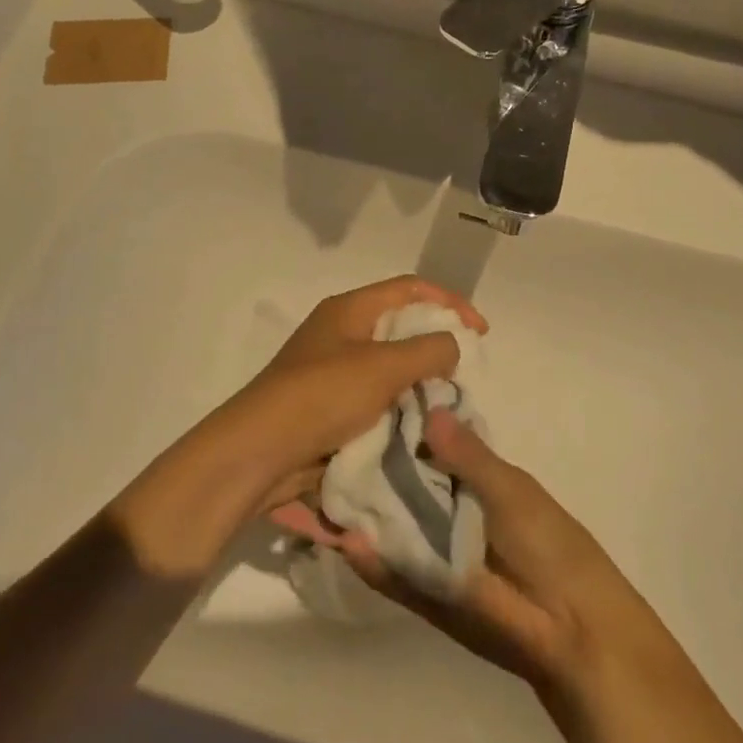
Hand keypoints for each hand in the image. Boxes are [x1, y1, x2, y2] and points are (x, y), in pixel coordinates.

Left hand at [110, 277, 484, 576]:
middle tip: (465, 372)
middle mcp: (340, 334)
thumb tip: (452, 345)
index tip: (481, 332)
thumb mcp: (383, 367)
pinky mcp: (330, 409)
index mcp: (349, 310)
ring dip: (420, 382)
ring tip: (448, 402)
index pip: (410, 288)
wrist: (260, 453)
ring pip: (390, 368)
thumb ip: (428, 350)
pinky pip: (376, 400)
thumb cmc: (321, 396)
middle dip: (437, 345)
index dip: (450, 302)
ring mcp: (333, 373)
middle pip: (401, 326)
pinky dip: (400, 408)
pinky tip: (420, 426)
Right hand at [342, 411, 674, 695]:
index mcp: (474, 481)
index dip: (397, 431)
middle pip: (399, 486)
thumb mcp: (513, 493)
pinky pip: (391, 571)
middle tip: (322, 448)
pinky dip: (368, 559)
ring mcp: (431, 552)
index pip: (426, 449)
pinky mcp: (424, 591)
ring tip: (315, 489)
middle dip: (365, 470)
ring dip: (356, 513)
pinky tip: (340, 539)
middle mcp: (446, 512)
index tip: (356, 408)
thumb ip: (468, 457)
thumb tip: (429, 410)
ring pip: (388, 526)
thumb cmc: (552, 548)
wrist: (576, 632)